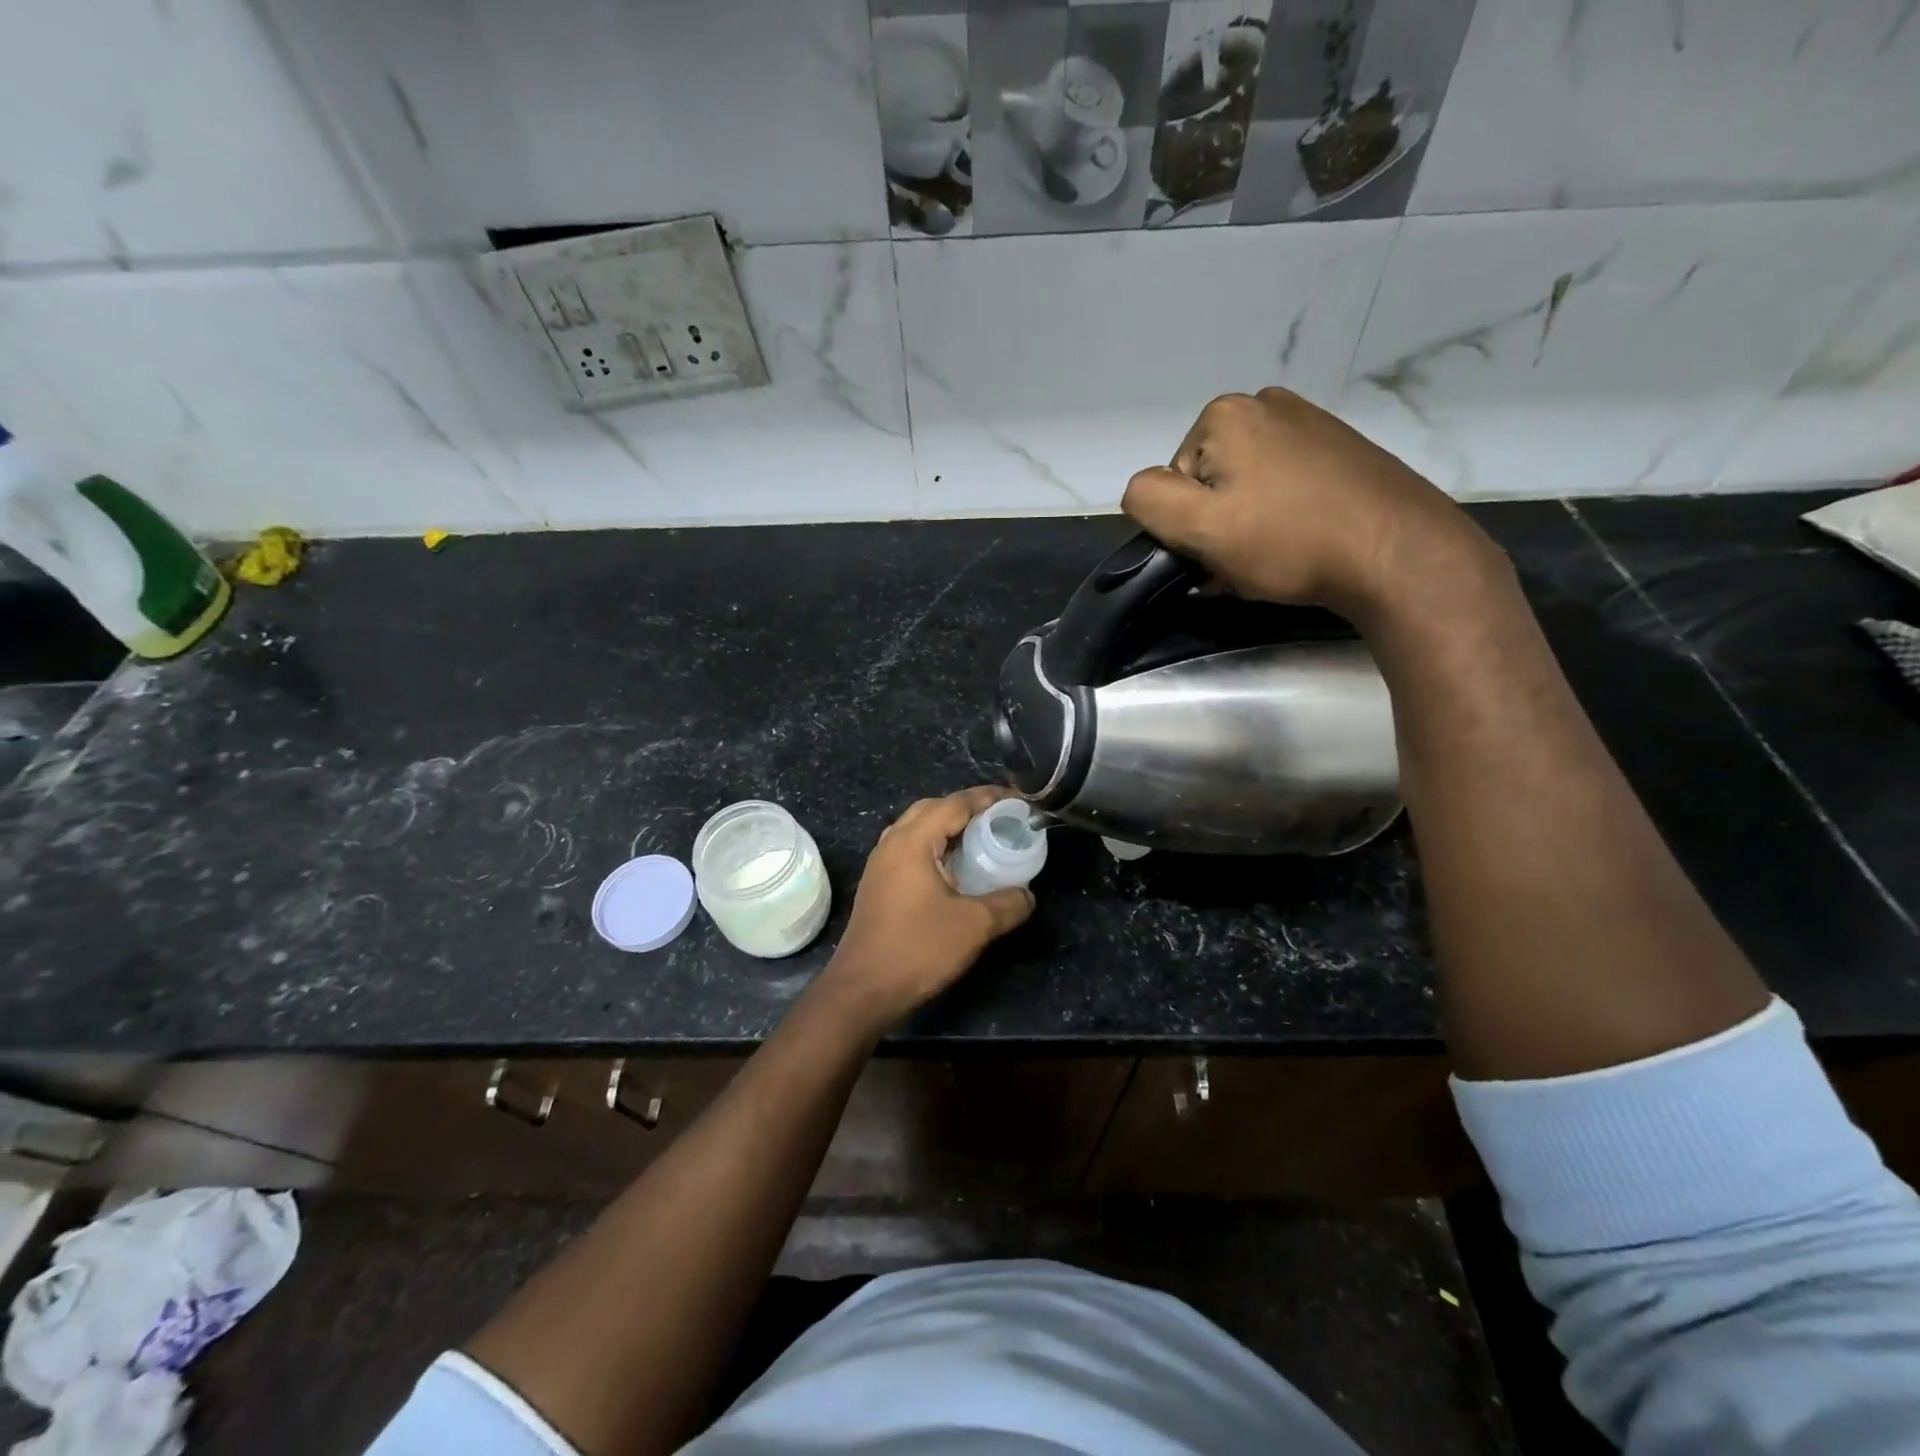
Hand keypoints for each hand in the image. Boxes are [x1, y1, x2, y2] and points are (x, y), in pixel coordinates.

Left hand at [822, 787, 1035, 1029]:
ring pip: (918, 829)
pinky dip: (936, 848)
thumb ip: (1007, 903)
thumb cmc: (917, 949)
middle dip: (968, 808)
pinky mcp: (878, 885)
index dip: (988, 798)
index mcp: (912, 841)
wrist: (863, 990)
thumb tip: (1027, 895)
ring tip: (981, 840)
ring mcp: (880, 865)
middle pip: (933, 809)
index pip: (955, 803)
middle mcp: (891, 843)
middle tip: (1001, 819)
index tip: (1018, 801)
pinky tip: (955, 870)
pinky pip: (910, 850)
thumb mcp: (974, 925)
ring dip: (949, 828)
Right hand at [1121, 388, 1498, 622]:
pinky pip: (1285, 485)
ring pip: (1246, 487)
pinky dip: (1282, 516)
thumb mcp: (1200, 528)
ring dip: (1247, 526)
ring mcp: (1310, 422)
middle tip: (1245, 562)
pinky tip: (1303, 543)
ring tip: (1276, 558)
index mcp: (1224, 415)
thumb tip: (1142, 491)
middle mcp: (1266, 404)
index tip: (1216, 554)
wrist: (1399, 554)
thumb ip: (1149, 501)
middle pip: (1208, 482)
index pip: (1170, 484)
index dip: (1186, 527)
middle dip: (1218, 525)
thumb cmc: (1290, 542)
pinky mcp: (1341, 448)